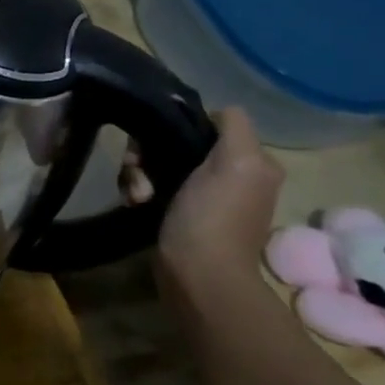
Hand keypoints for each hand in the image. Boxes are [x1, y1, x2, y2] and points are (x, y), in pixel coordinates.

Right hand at [156, 107, 283, 301]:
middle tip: (139, 172)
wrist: (196, 273)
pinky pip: (149, 185)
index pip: (204, 125)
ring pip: (156, 164)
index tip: (156, 142)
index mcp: (250, 161)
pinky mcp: (176, 212)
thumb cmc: (214, 216)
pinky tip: (135, 202)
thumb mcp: (238, 162)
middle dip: (149, 154)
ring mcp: (201, 195)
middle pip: (175, 143)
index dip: (176, 127)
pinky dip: (138, 190)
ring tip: (137, 194)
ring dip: (138, 174)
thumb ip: (234, 127)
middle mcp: (229, 175)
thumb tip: (217, 111)